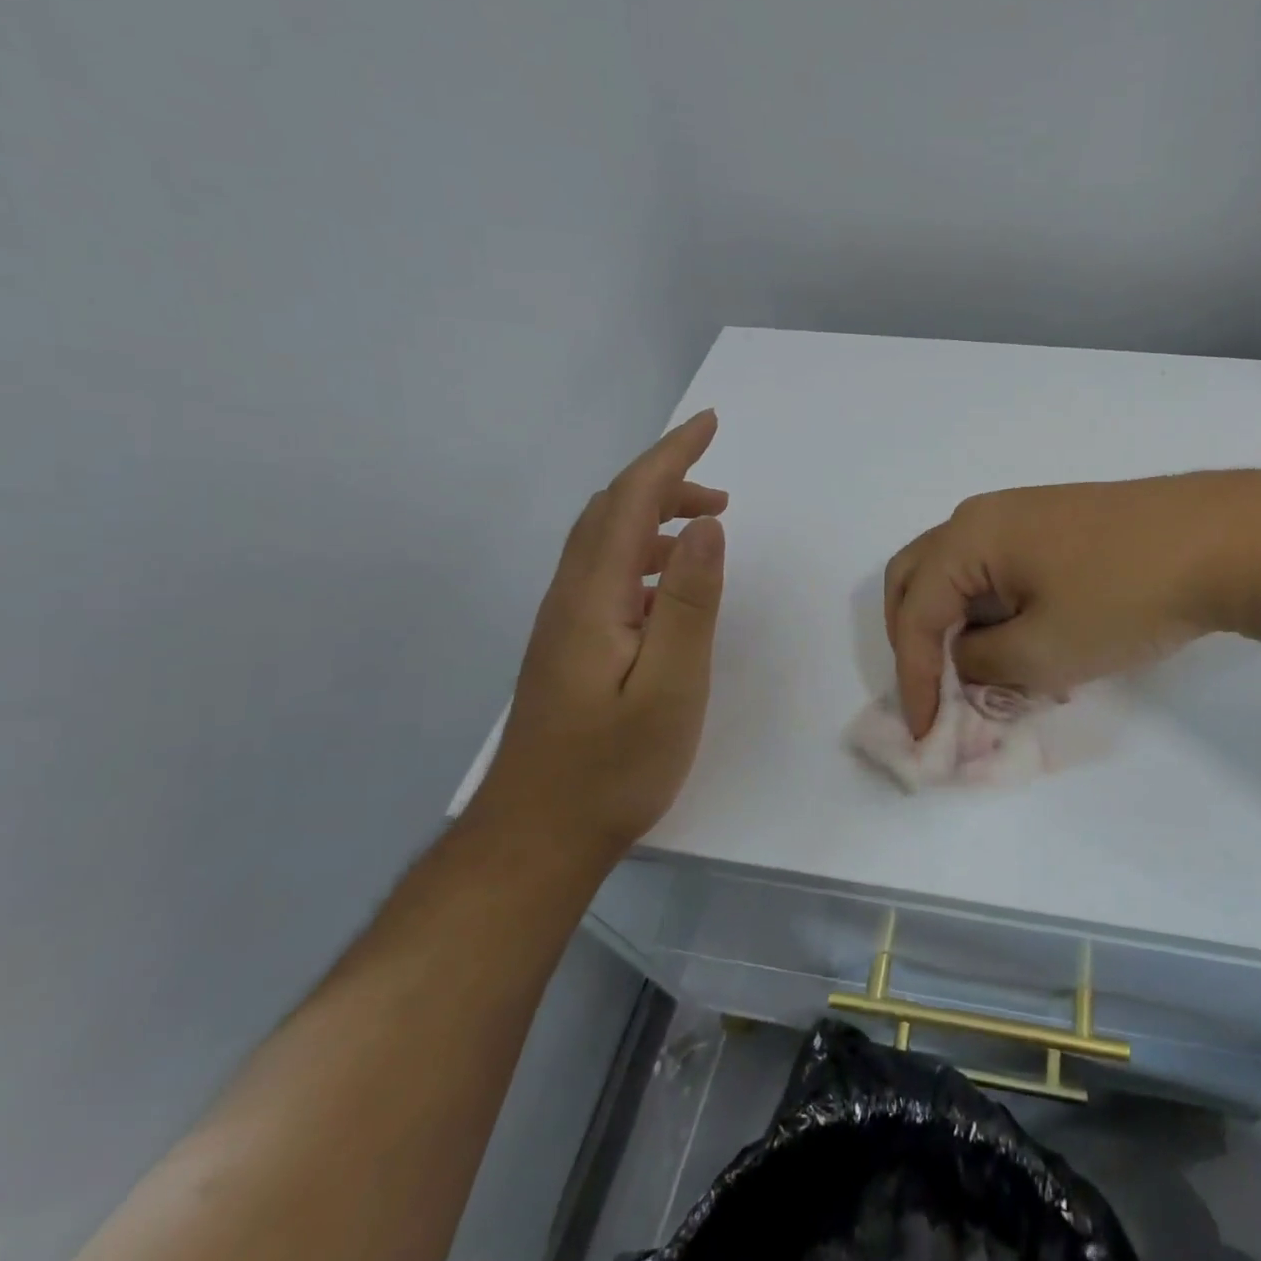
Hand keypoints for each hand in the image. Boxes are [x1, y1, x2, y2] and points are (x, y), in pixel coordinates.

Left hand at [488, 411, 727, 851]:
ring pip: (606, 541)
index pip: (630, 500)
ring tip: (710, 527)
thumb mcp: (670, 686)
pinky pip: (607, 573)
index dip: (671, 455)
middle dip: (665, 480)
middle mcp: (569, 596)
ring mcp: (565, 622)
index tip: (711, 424)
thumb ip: (689, 602)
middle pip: (611, 511)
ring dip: (656, 517)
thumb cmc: (612, 767)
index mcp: (592, 597)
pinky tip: (672, 584)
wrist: (538, 836)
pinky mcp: (570, 645)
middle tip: (722, 486)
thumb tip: (706, 525)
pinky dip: (645, 554)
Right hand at [884, 474, 1242, 736]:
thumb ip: (983, 664)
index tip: (923, 730)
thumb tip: (968, 659)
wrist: (1225, 541)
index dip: (912, 675)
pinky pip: (998, 569)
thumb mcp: (1043, 651)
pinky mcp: (1057, 525)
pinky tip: (1020, 641)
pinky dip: (991, 609)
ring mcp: (1023, 515)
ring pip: (961, 573)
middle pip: (919, 577)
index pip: (915, 612)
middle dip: (914, 637)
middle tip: (929, 686)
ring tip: (976, 672)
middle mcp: (984, 516)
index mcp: (968, 538)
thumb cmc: (1124, 596)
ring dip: (954, 623)